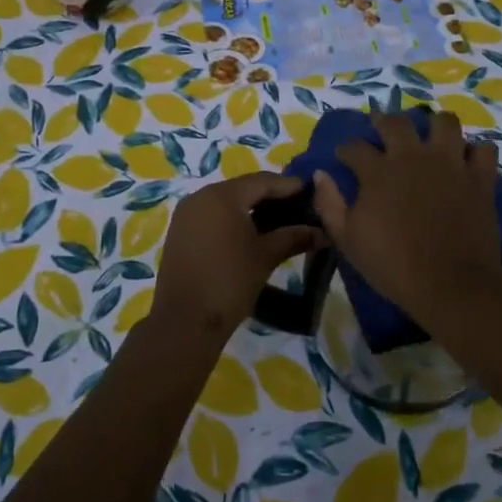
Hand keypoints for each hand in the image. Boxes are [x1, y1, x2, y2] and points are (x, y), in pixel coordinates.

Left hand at [153, 173, 321, 336]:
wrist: (185, 321)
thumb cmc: (230, 281)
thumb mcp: (266, 257)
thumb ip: (293, 237)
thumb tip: (322, 232)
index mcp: (222, 196)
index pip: (262, 181)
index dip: (288, 186)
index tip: (311, 192)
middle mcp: (200, 196)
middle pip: (243, 188)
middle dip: (270, 197)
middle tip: (297, 207)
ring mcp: (186, 214)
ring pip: (226, 202)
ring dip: (251, 208)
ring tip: (278, 221)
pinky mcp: (179, 232)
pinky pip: (212, 215)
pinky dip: (232, 219)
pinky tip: (250, 233)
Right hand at [311, 110, 501, 315]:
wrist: (451, 284)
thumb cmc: (393, 265)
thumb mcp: (347, 240)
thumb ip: (329, 204)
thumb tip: (320, 175)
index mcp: (378, 171)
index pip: (355, 146)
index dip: (346, 149)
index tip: (344, 156)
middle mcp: (413, 157)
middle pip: (396, 122)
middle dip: (384, 122)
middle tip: (383, 132)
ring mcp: (450, 163)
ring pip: (444, 122)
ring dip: (434, 126)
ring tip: (430, 138)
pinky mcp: (479, 178)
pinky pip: (483, 149)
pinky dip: (474, 152)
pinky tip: (467, 160)